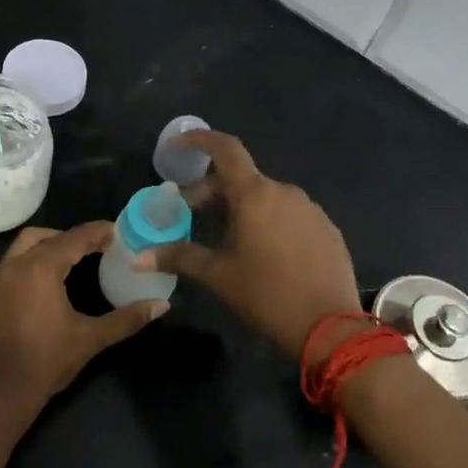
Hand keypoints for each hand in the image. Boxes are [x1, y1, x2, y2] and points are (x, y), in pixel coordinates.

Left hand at [0, 222, 166, 417]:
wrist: (0, 392)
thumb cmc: (47, 361)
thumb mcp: (91, 338)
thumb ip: (126, 319)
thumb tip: (161, 305)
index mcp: (40, 268)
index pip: (74, 238)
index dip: (98, 232)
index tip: (118, 232)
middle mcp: (16, 264)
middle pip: (47, 235)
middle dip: (73, 236)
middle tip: (98, 246)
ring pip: (25, 245)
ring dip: (50, 244)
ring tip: (74, 258)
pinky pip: (14, 262)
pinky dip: (33, 259)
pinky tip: (49, 280)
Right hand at [136, 130, 359, 359]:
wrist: (330, 327)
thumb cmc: (266, 294)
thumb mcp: (217, 276)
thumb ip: (178, 257)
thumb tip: (138, 258)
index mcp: (254, 195)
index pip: (225, 149)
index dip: (200, 140)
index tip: (179, 145)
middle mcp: (284, 192)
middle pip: (242, 178)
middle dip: (214, 190)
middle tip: (194, 213)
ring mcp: (310, 209)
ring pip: (267, 197)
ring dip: (243, 207)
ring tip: (230, 237)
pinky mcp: (327, 228)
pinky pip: (290, 214)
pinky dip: (270, 221)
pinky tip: (266, 252)